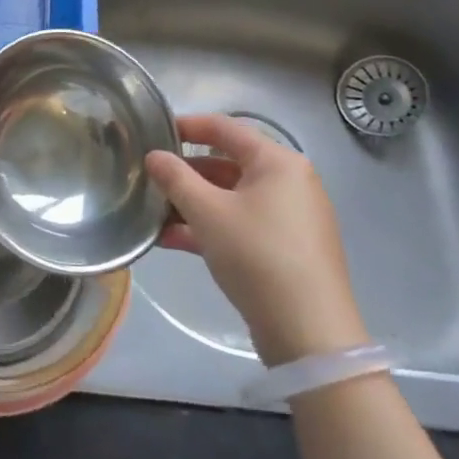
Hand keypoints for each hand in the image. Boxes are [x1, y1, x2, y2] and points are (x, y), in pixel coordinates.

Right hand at [144, 114, 368, 367]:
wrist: (309, 332)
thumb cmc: (257, 255)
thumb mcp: (207, 212)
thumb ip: (175, 178)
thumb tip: (154, 156)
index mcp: (278, 162)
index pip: (225, 128)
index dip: (187, 126)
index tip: (153, 132)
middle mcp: (289, 182)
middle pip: (227, 164)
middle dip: (185, 173)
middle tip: (149, 179)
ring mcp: (290, 217)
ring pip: (231, 198)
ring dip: (192, 204)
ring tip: (154, 215)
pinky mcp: (286, 248)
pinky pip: (241, 224)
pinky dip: (210, 227)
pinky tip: (173, 240)